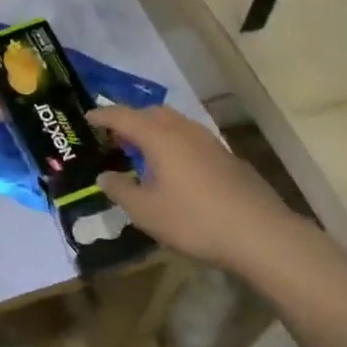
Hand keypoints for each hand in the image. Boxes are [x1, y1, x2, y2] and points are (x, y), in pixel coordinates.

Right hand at [87, 104, 296, 271]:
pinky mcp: (226, 156)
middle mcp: (183, 130)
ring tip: (143, 151)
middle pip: (151, 113)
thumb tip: (105, 176)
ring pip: (174, 123)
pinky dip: (173, 142)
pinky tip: (174, 168)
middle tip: (115, 137)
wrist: (259, 233)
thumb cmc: (194, 220)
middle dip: (130, 120)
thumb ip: (121, 190)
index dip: (103, 115)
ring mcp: (208, 141)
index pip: (123, 116)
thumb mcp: (147, 212)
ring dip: (154, 130)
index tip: (87, 116)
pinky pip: (190, 137)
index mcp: (159, 137)